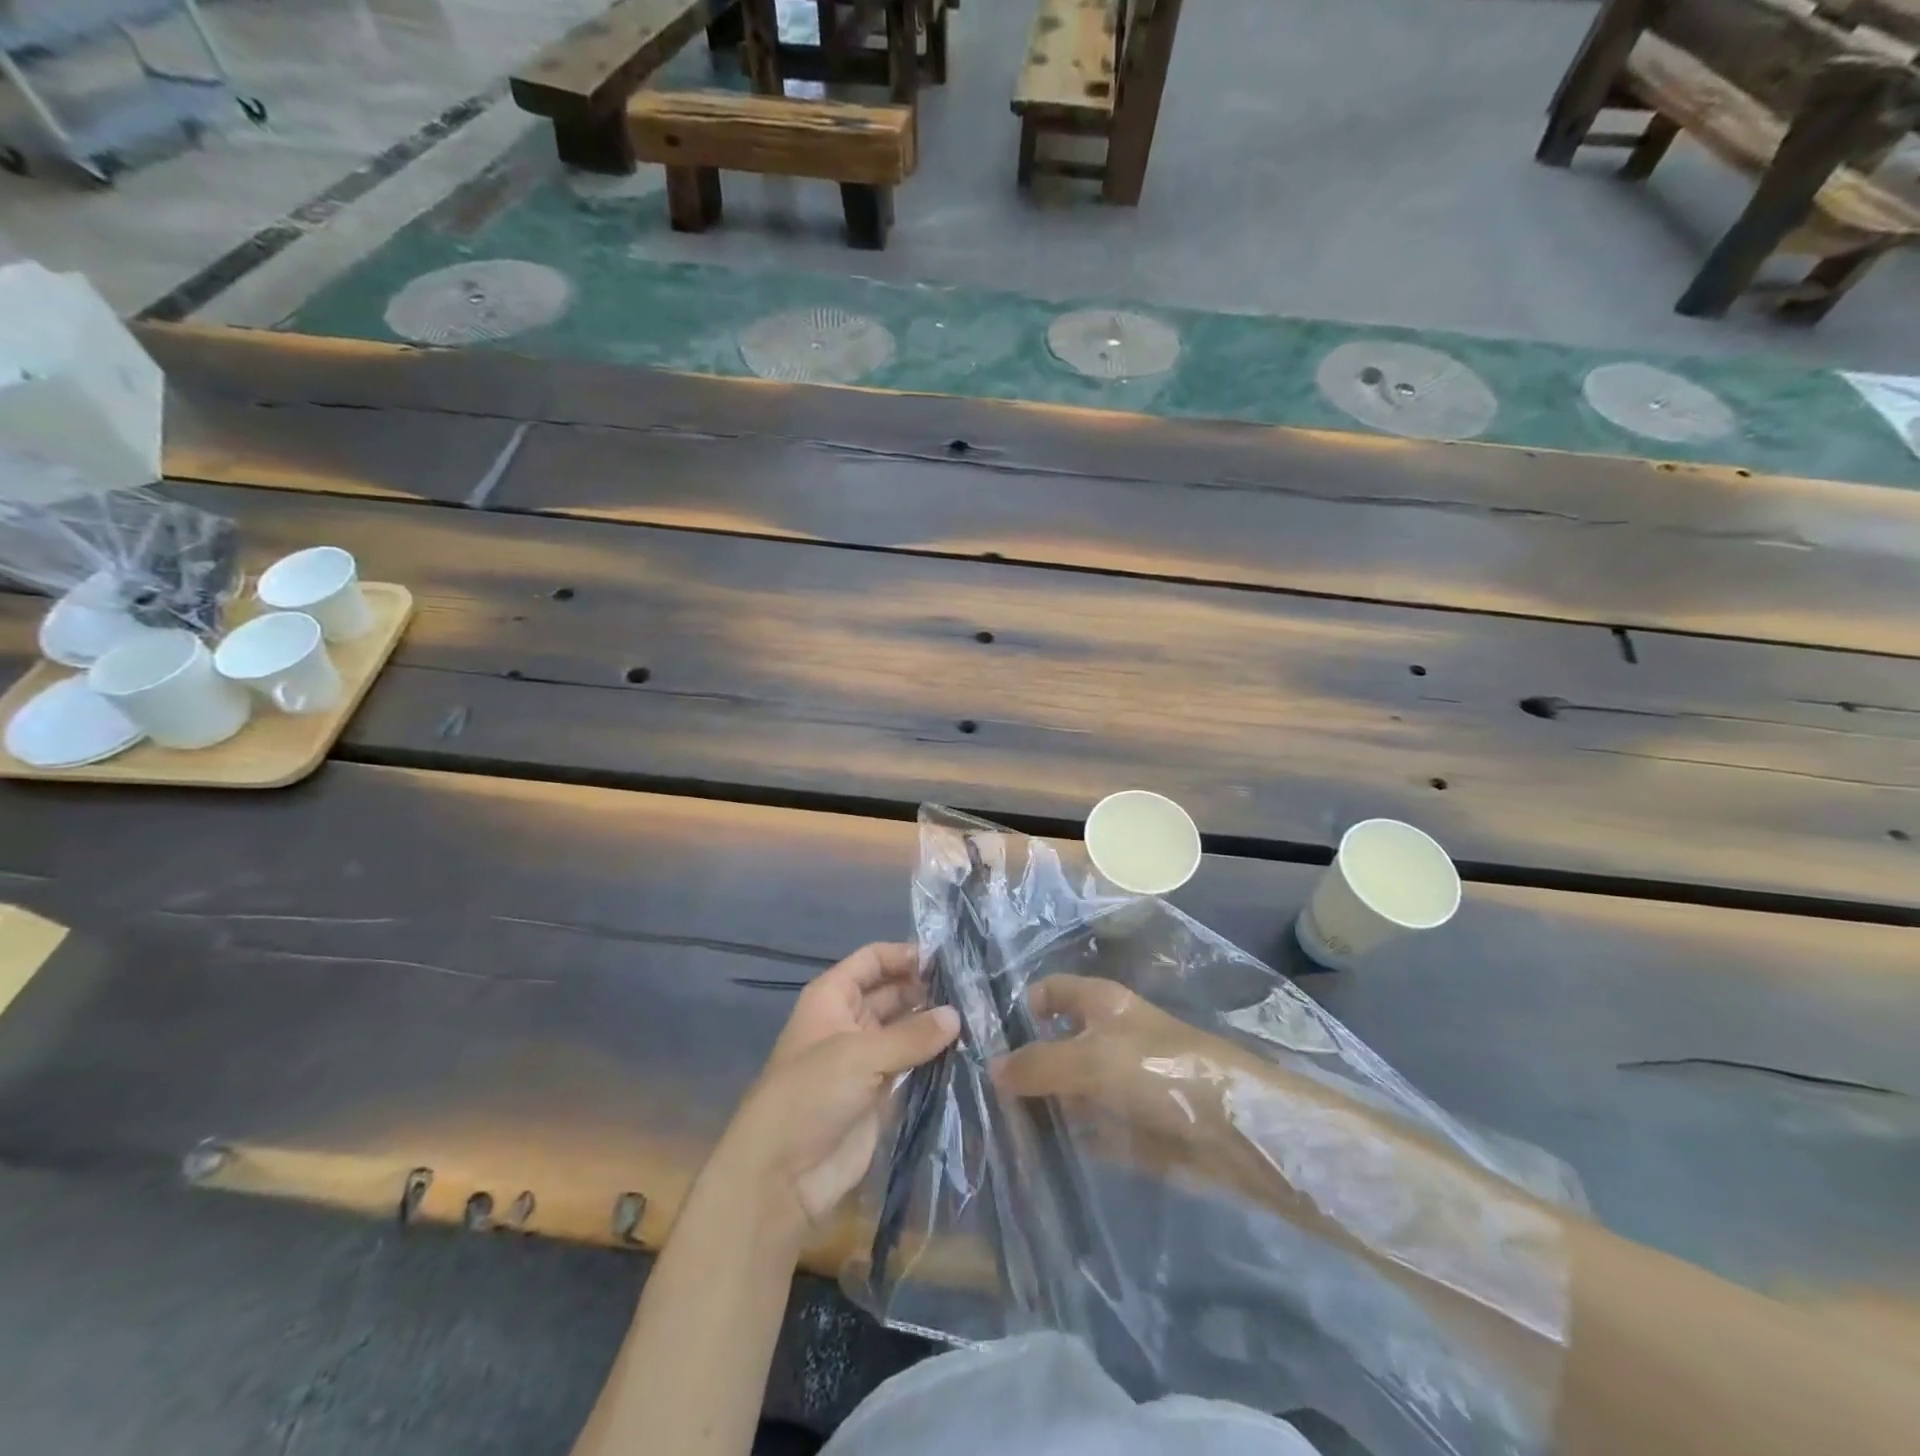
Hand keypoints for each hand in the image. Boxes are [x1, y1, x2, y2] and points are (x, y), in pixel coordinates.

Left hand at [720, 942, 959, 1240]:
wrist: (783, 1176)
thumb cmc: (810, 1096)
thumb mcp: (859, 1055)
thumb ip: (911, 1034)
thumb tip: (956, 1015)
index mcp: (832, 997)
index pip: (872, 960)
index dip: (904, 955)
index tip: (947, 958)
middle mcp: (850, 1021)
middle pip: (892, 992)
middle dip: (926, 988)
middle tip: (973, 989)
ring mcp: (866, 1058)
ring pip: (906, 1029)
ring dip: (934, 1024)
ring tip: (979, 1016)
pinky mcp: (881, 1093)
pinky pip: (913, 1064)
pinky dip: (935, 1057)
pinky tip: (968, 1050)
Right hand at [994, 974, 1284, 1197]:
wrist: (1230, 1129)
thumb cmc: (1157, 1070)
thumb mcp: (1090, 1058)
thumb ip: (1038, 1064)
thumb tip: (991, 1068)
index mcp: (1099, 1004)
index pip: (1049, 992)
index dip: (1020, 1009)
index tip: (985, 1043)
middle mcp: (1105, 1037)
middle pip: (1052, 1044)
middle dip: (1021, 1067)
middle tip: (978, 1097)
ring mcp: (1116, 1083)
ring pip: (1065, 1090)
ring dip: (1037, 1107)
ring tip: (994, 1130)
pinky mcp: (1127, 1125)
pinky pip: (1084, 1128)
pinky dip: (1062, 1138)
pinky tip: (1029, 1154)